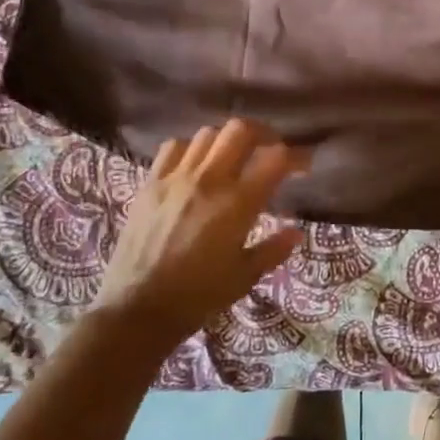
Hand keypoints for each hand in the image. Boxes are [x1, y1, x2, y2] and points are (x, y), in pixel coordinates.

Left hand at [88, 120, 307, 355]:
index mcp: (237, 204)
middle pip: (240, 130)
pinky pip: (174, 147)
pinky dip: (191, 149)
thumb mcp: (244, 277)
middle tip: (269, 150)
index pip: (275, 159)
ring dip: (227, 141)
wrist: (136, 310)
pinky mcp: (150, 183)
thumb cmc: (197, 297)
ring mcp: (176, 178)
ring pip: (208, 133)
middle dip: (262, 134)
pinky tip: (195, 166)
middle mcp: (209, 180)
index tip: (303, 165)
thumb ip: (273, 249)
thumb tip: (295, 231)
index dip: (296, 156)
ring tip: (233, 157)